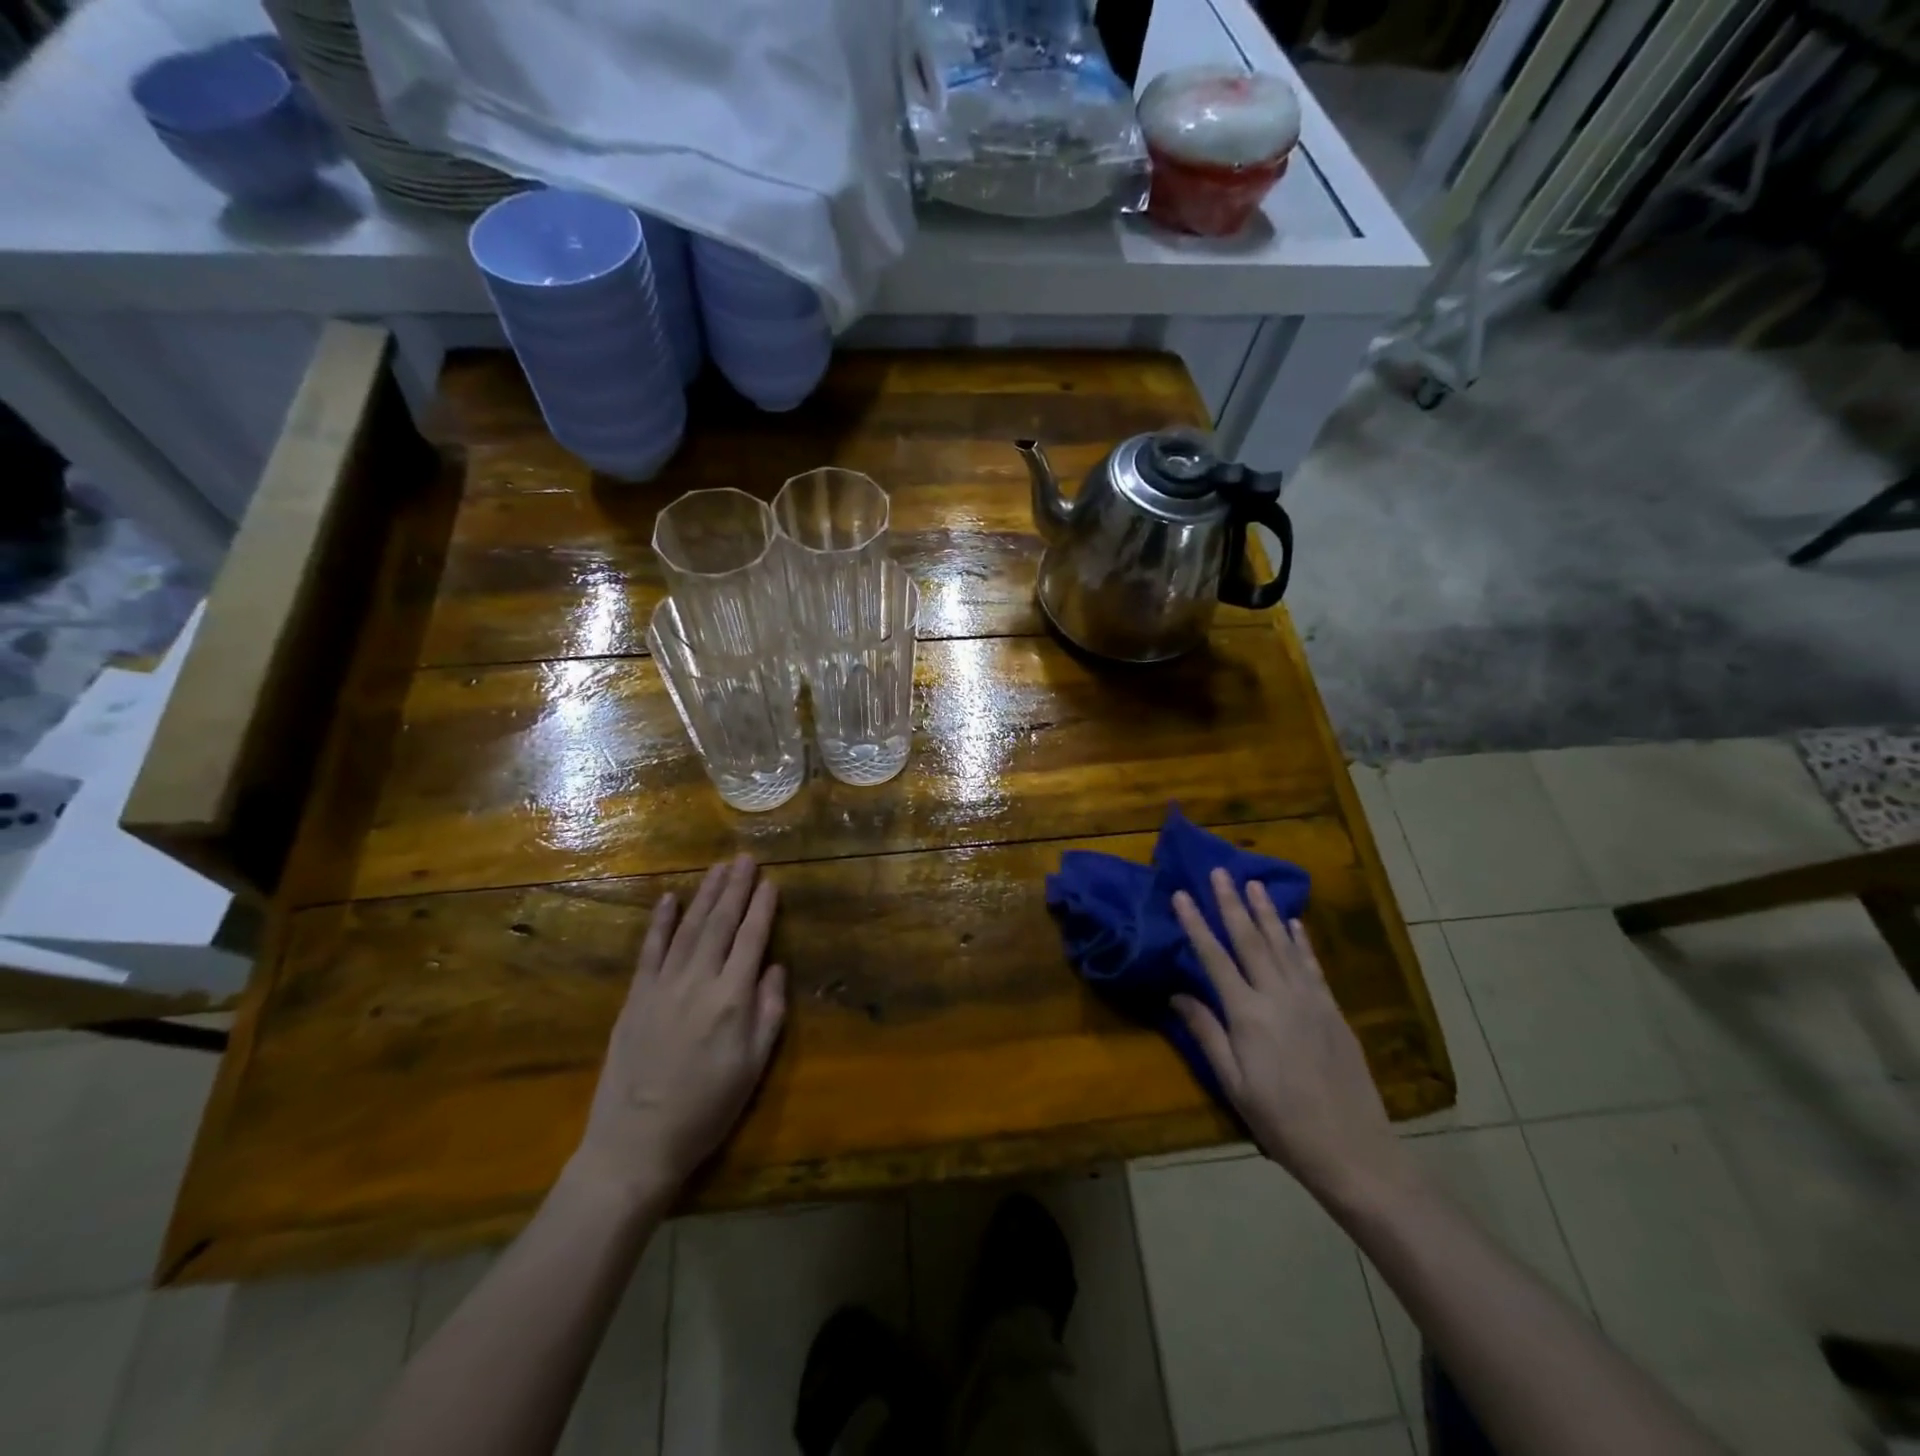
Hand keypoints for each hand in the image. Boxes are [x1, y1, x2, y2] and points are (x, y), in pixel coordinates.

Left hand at [570, 856, 786, 1207]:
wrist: (636, 1143)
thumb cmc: (707, 1109)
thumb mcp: (753, 1067)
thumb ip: (768, 1012)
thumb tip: (774, 967)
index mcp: (732, 999)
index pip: (752, 939)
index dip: (762, 908)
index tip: (771, 881)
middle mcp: (698, 981)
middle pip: (720, 923)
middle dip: (736, 888)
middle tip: (745, 858)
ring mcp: (662, 986)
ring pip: (688, 928)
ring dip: (705, 894)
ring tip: (718, 868)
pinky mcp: (635, 997)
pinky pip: (650, 950)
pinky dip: (661, 922)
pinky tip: (670, 898)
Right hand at [1171, 870, 1411, 1204]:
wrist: (1353, 1150)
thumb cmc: (1282, 1122)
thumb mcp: (1234, 1084)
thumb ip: (1206, 1033)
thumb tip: (1177, 994)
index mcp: (1248, 1015)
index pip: (1214, 958)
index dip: (1195, 924)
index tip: (1181, 894)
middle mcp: (1279, 996)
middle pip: (1250, 940)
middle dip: (1231, 903)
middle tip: (1220, 871)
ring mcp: (1310, 1000)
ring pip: (1282, 944)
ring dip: (1266, 911)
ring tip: (1253, 883)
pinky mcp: (1333, 1010)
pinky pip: (1312, 965)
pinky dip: (1300, 940)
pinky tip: (1293, 923)